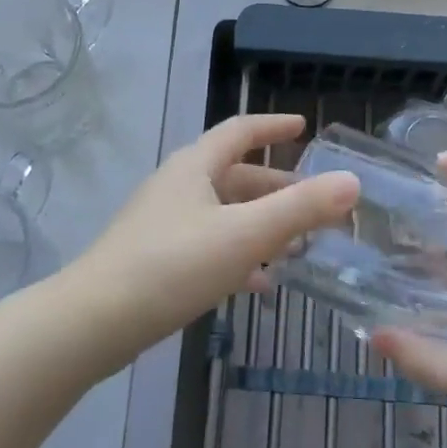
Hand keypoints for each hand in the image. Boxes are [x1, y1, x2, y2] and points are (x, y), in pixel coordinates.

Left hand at [71, 114, 358, 373]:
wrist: (95, 322)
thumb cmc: (172, 265)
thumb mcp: (244, 235)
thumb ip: (300, 208)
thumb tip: (351, 181)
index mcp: (194, 167)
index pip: (239, 131)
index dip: (273, 125)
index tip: (304, 126)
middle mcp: (178, 187)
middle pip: (235, 176)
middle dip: (278, 187)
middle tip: (317, 203)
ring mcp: (164, 224)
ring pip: (224, 214)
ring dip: (262, 225)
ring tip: (299, 246)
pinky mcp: (157, 259)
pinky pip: (209, 246)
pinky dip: (239, 256)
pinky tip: (260, 284)